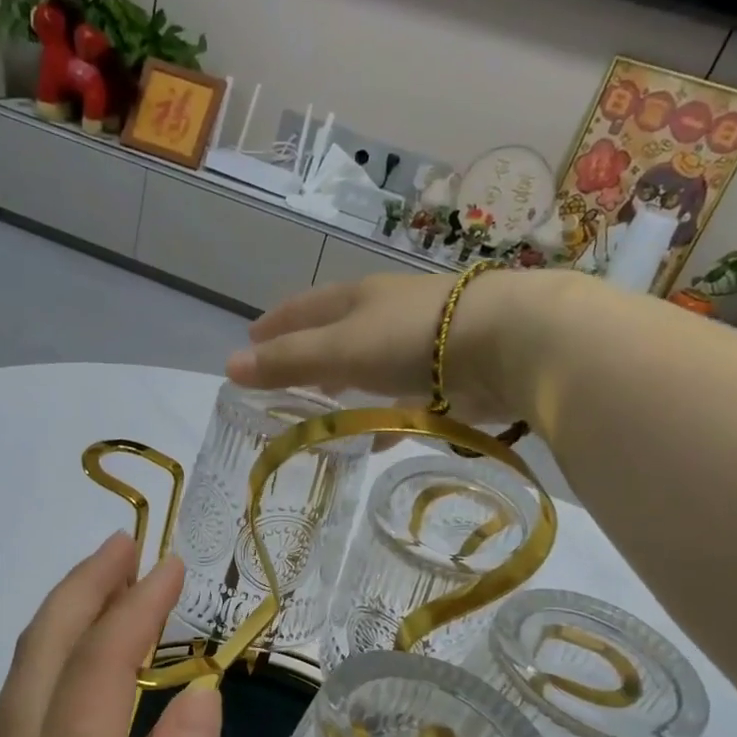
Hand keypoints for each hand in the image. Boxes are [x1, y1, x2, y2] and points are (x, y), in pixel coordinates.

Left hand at [0, 533, 221, 736]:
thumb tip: (198, 693)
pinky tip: (73, 662)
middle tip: (128, 546)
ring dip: (61, 618)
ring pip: (18, 677)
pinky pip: (13, 709)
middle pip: (41, 652)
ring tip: (106, 584)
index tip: (171, 566)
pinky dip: (46, 661)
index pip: (97, 667)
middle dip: (84, 588)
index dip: (134, 608)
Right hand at [225, 269, 570, 423]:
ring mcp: (420, 345)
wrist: (506, 343)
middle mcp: (386, 316)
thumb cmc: (412, 338)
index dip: (275, 323)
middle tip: (285, 373)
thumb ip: (288, 361)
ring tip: (326, 403)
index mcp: (358, 300)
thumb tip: (230, 367)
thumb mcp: (339, 350)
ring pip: (370, 365)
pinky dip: (384, 415)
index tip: (250, 338)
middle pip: (338, 333)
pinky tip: (378, 436)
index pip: (304, 308)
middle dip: (310, 352)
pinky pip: (402, 398)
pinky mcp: (448, 377)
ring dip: (347, 383)